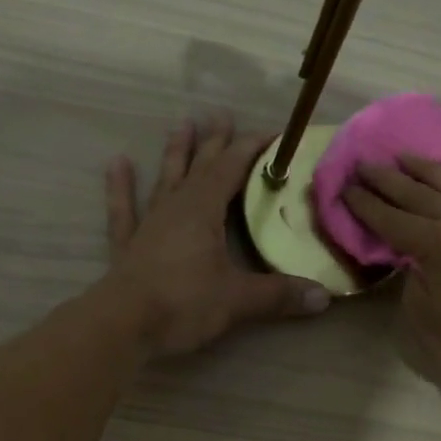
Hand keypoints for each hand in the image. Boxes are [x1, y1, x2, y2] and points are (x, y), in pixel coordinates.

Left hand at [102, 116, 330, 356]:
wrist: (123, 325)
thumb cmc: (183, 304)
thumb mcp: (238, 300)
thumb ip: (280, 295)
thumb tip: (324, 297)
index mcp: (203, 210)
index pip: (232, 168)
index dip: (252, 149)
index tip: (273, 135)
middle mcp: (176, 208)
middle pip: (199, 166)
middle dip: (215, 142)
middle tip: (222, 115)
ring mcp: (148, 224)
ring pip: (164, 179)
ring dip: (174, 152)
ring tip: (181, 124)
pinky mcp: (128, 246)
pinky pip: (124, 209)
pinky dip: (120, 187)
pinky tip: (117, 163)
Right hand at [344, 156, 440, 392]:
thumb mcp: (424, 316)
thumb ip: (413, 279)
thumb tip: (415, 260)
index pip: (394, 219)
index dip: (367, 205)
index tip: (346, 187)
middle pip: (421, 195)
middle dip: (389, 180)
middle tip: (365, 164)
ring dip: (425, 172)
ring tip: (403, 157)